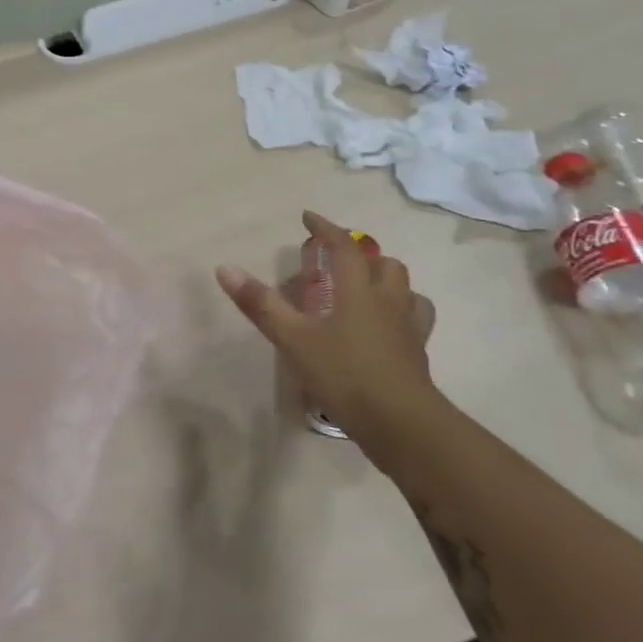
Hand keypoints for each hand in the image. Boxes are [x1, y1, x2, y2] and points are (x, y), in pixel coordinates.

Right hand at [216, 211, 446, 453]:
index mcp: (359, 291)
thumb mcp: (293, 339)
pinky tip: (386, 329)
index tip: (308, 217)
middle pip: (386, 265)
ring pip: (408, 291)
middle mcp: (389, 302)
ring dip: (388, 282)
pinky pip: (415, 322)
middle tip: (339, 261)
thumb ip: (261, 304)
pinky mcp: (417, 355)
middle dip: (363, 255)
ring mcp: (408, 329)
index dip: (326, 228)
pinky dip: (402, 314)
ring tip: (368, 290)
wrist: (402, 424)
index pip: (345, 247)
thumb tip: (225, 268)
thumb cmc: (345, 374)